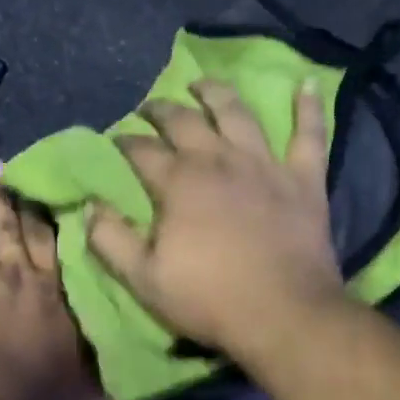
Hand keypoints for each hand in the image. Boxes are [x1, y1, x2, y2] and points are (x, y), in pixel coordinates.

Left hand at [0, 170, 105, 399]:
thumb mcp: (93, 388)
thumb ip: (118, 370)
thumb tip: (156, 365)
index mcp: (52, 291)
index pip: (50, 242)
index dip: (45, 213)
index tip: (42, 187)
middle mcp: (17, 274)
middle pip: (13, 228)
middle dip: (8, 197)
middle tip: (2, 167)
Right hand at [87, 80, 346, 355]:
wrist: (282, 315)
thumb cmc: (207, 299)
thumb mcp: (143, 278)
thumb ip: (110, 239)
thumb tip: (89, 206)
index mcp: (178, 183)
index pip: (141, 151)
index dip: (124, 142)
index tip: (116, 140)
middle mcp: (218, 161)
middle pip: (184, 122)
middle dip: (162, 111)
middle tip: (150, 108)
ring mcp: (264, 166)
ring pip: (238, 114)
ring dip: (217, 94)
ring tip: (202, 84)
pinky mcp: (303, 180)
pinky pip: (310, 135)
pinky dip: (309, 108)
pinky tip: (307, 84)